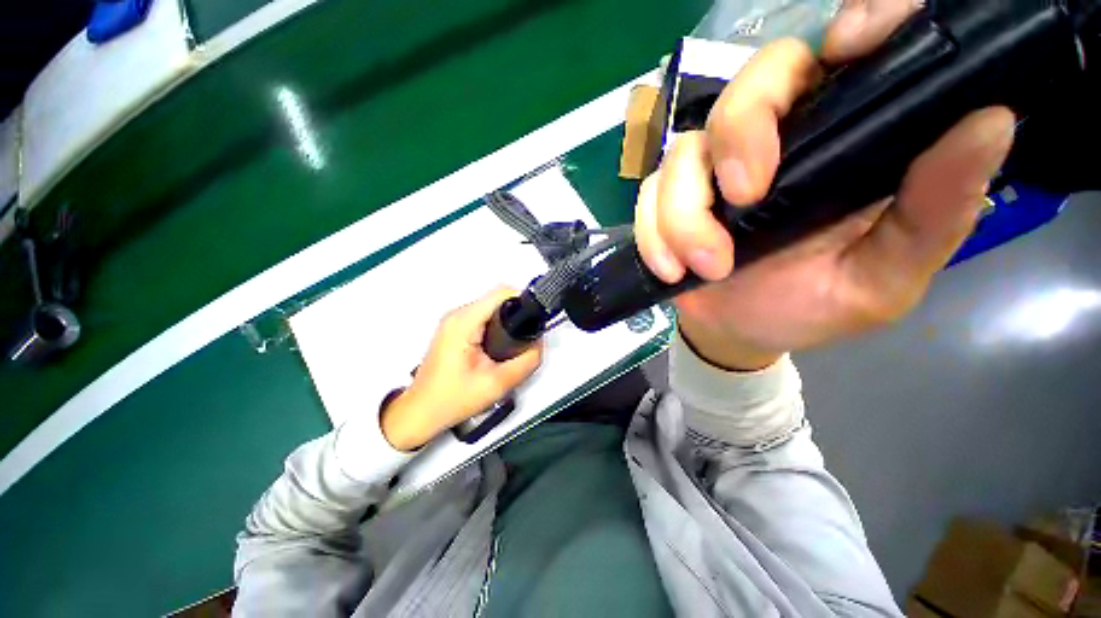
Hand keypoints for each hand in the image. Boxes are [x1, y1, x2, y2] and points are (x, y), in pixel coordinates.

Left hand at [381, 287, 543, 450]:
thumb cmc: (451, 399)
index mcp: (463, 323)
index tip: (534, 316)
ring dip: (506, 320)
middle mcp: (456, 316)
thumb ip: (526, 362)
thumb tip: (538, 345)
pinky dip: (496, 325)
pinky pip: (482, 316)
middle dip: (516, 313)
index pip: (501, 293)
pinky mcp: (455, 328)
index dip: (523, 300)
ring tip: (513, 344)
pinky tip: (500, 345)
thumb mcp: (497, 384)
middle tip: (525, 337)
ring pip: (491, 307)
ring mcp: (454, 321)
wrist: (422, 411)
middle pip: (497, 299)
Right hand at [635, 1, 1015, 369]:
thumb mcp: (884, 275)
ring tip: (707, 266)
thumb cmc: (810, 306)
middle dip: (738, 137)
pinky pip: (647, 199)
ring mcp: (711, 173)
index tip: (850, 48)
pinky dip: (653, 234)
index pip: (847, 54)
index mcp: (842, 143)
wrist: (739, 331)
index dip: (857, 24)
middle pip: (748, 85)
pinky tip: (672, 268)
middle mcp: (775, 142)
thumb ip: (933, 212)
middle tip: (743, 199)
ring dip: (685, 215)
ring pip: (682, 153)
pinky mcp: (668, 203)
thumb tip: (988, 121)